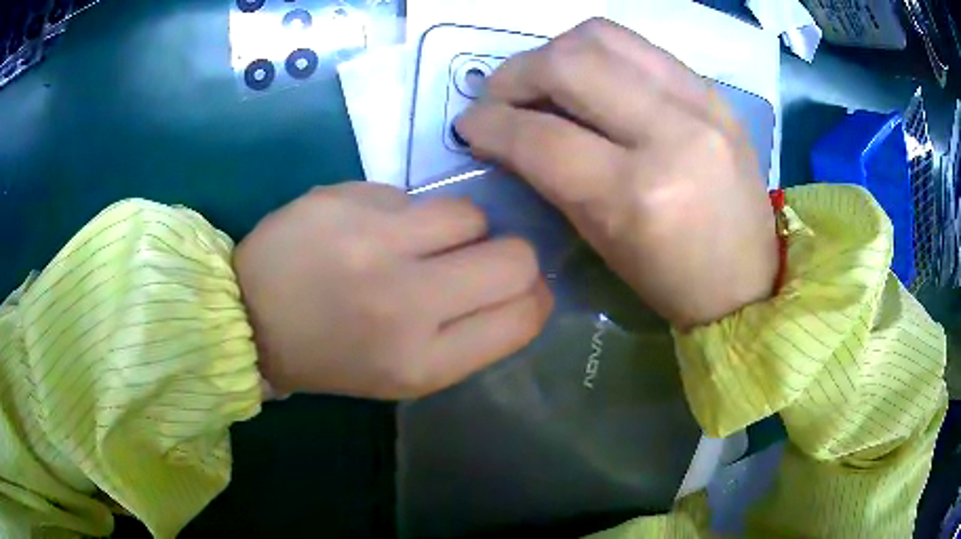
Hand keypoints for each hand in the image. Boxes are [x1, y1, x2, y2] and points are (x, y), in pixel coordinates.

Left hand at [234, 182, 552, 398]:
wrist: (247, 317)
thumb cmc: (329, 356)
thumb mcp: (403, 375)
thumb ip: (468, 337)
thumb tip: (521, 288)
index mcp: (420, 362)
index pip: (522, 317)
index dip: (534, 298)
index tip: (521, 291)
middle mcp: (405, 302)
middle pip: (514, 258)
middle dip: (510, 257)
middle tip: (478, 260)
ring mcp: (373, 242)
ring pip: (471, 213)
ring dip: (458, 228)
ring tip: (418, 242)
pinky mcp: (347, 198)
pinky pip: (413, 196)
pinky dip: (407, 213)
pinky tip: (370, 229)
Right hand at [457, 18, 776, 328]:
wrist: (748, 279)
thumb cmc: (672, 280)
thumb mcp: (601, 239)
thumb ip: (552, 177)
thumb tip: (507, 133)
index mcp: (638, 195)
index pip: (541, 137)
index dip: (490, 124)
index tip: (469, 123)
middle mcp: (672, 134)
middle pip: (570, 63)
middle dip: (516, 72)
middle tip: (500, 94)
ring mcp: (701, 103)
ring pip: (603, 37)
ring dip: (555, 51)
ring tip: (543, 78)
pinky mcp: (714, 92)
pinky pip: (640, 47)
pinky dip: (600, 54)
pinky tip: (592, 78)